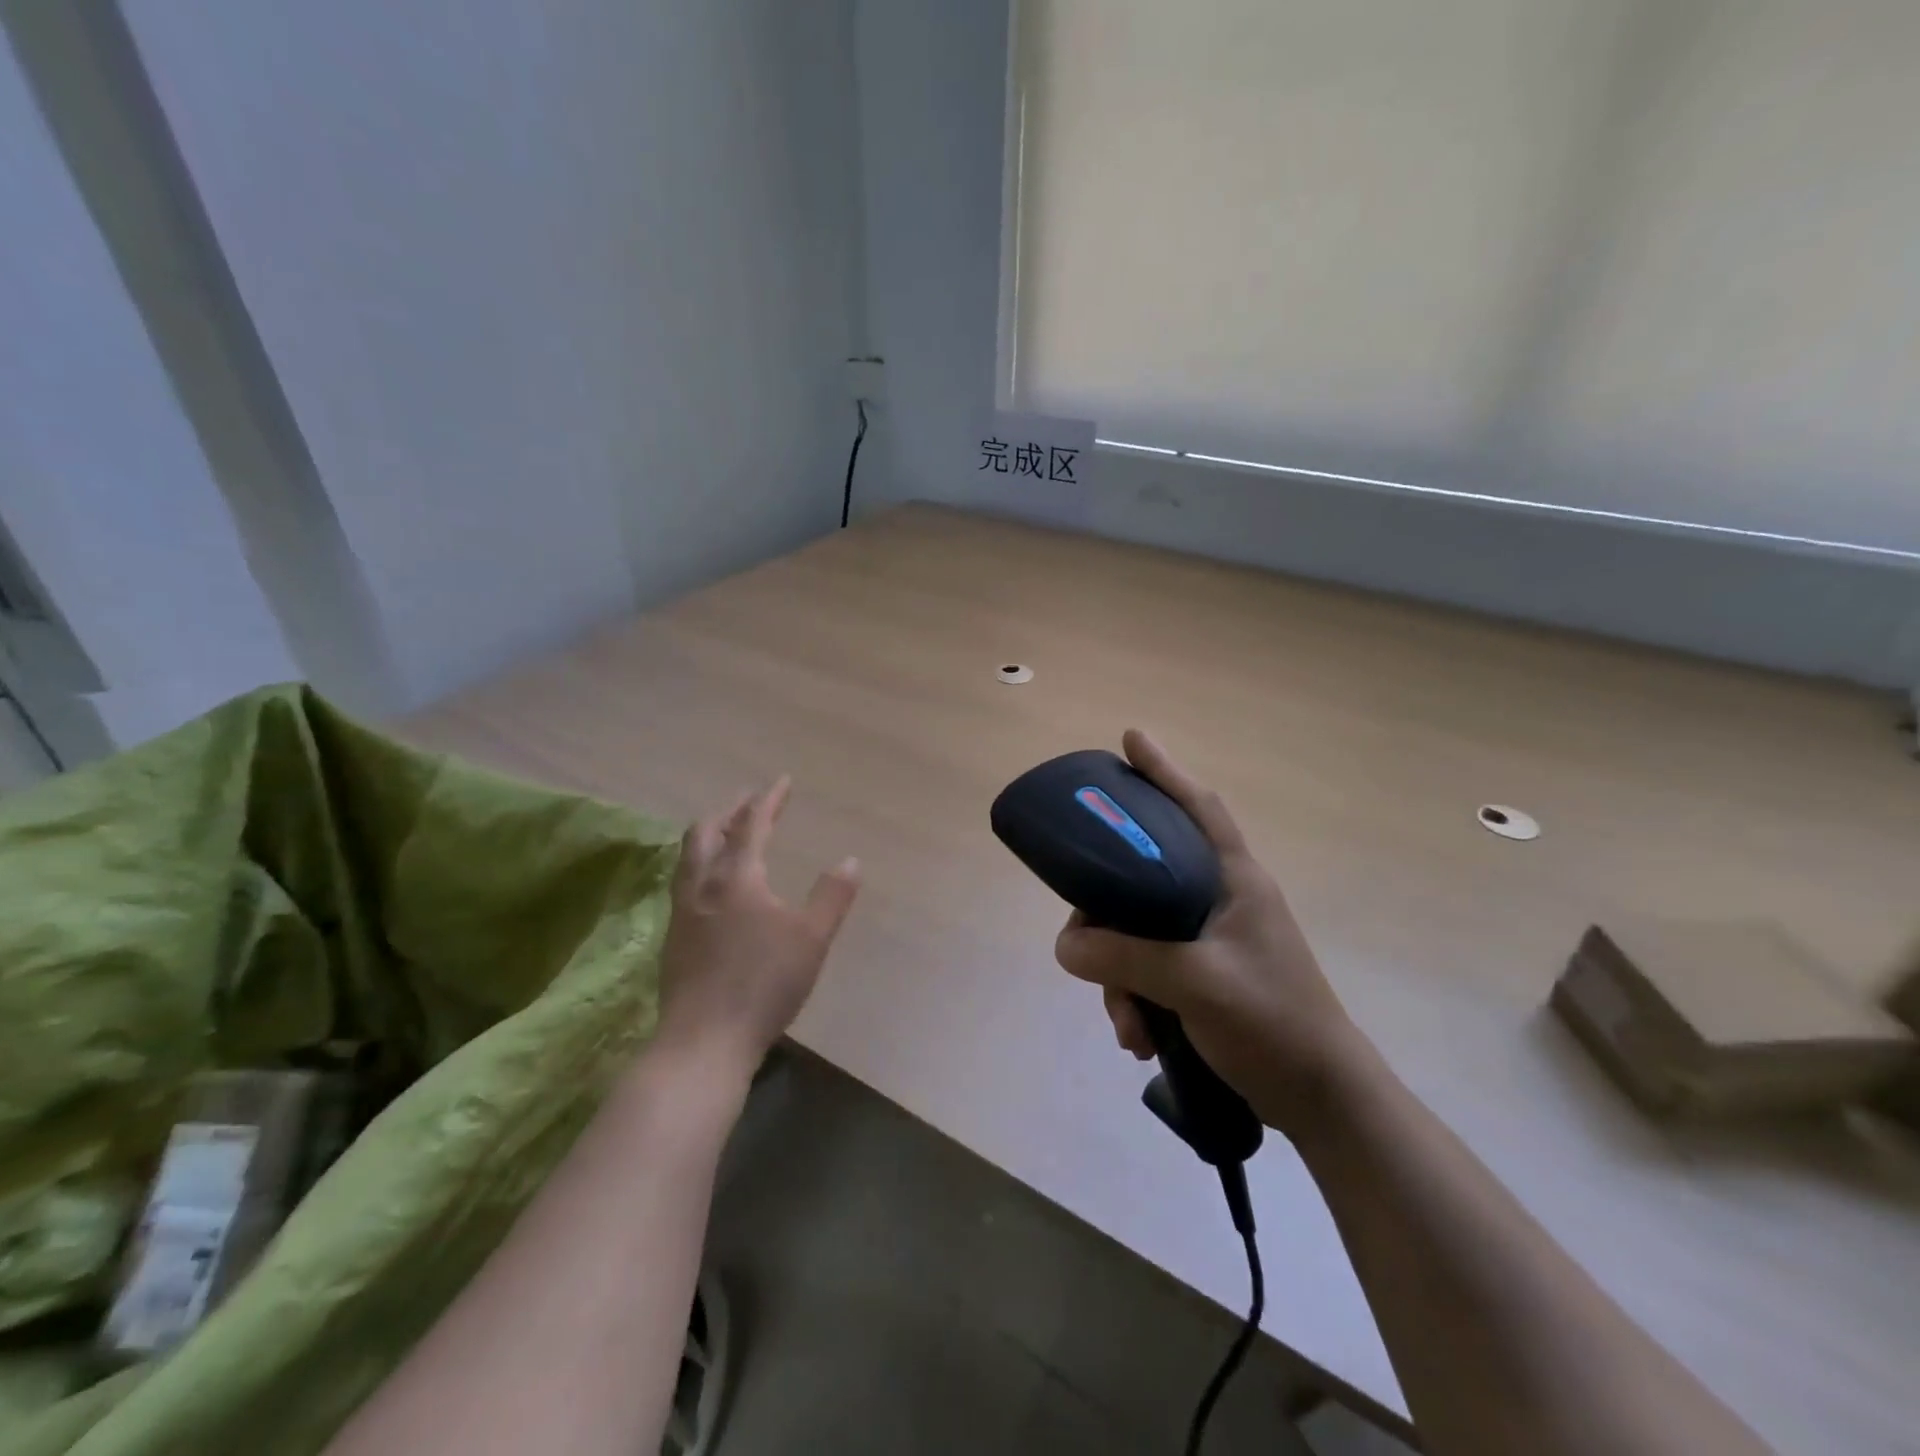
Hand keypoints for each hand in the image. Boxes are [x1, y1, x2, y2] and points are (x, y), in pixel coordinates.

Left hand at [653, 777, 860, 1072]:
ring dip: (710, 836)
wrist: (703, 1042)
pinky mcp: (674, 939)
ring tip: (726, 834)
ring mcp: (682, 912)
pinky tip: (712, 886)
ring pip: (689, 857)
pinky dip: (701, 864)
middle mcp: (702, 886)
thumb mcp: (811, 939)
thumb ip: (832, 896)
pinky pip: (685, 882)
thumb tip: (851, 861)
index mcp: (736, 877)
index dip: (768, 800)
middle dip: (730, 811)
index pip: (751, 824)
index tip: (782, 781)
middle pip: (706, 832)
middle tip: (749, 802)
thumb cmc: (763, 984)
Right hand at [1052, 730, 1372, 1139]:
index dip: (1165, 770)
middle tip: (1083, 946)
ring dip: (1120, 978)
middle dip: (1107, 918)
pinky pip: (1150, 969)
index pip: (1198, 807)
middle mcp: (1220, 899)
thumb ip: (1125, 957)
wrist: (1323, 1101)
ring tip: (1127, 1026)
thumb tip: (1065, 943)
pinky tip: (1138, 1038)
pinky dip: (1136, 999)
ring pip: (1139, 932)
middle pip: (1144, 879)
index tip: (1131, 739)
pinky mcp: (1204, 976)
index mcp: (1234, 880)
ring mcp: (1212, 939)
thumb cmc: (1272, 1023)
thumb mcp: (1194, 983)